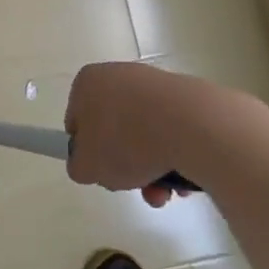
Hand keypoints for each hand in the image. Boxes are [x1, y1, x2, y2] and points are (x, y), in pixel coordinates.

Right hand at [66, 62, 225, 206]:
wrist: (191, 126)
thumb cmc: (126, 140)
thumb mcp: (87, 166)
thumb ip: (78, 166)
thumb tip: (88, 163)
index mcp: (88, 82)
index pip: (77, 120)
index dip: (86, 150)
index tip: (101, 170)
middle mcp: (118, 75)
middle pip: (113, 129)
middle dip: (124, 164)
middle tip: (132, 185)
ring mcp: (154, 84)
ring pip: (144, 134)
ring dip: (150, 169)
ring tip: (163, 193)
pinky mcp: (185, 96)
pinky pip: (171, 132)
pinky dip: (174, 156)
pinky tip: (182, 178)